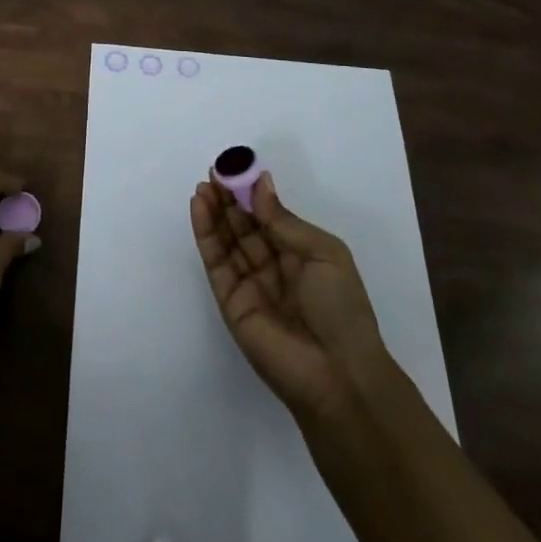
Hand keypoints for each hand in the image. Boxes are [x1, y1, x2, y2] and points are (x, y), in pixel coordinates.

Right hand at [191, 172, 389, 419]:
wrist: (338, 374)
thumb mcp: (323, 253)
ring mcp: (250, 285)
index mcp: (301, 256)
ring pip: (227, 241)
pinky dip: (205, 234)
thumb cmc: (341, 307)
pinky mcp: (230, 302)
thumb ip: (283, 220)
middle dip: (229, 199)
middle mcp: (274, 268)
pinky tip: (199, 208)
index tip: (236, 167)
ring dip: (214, 212)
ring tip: (203, 185)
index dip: (252, 193)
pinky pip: (216, 262)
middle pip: (245, 227)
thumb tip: (261, 184)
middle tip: (213, 172)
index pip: (270, 218)